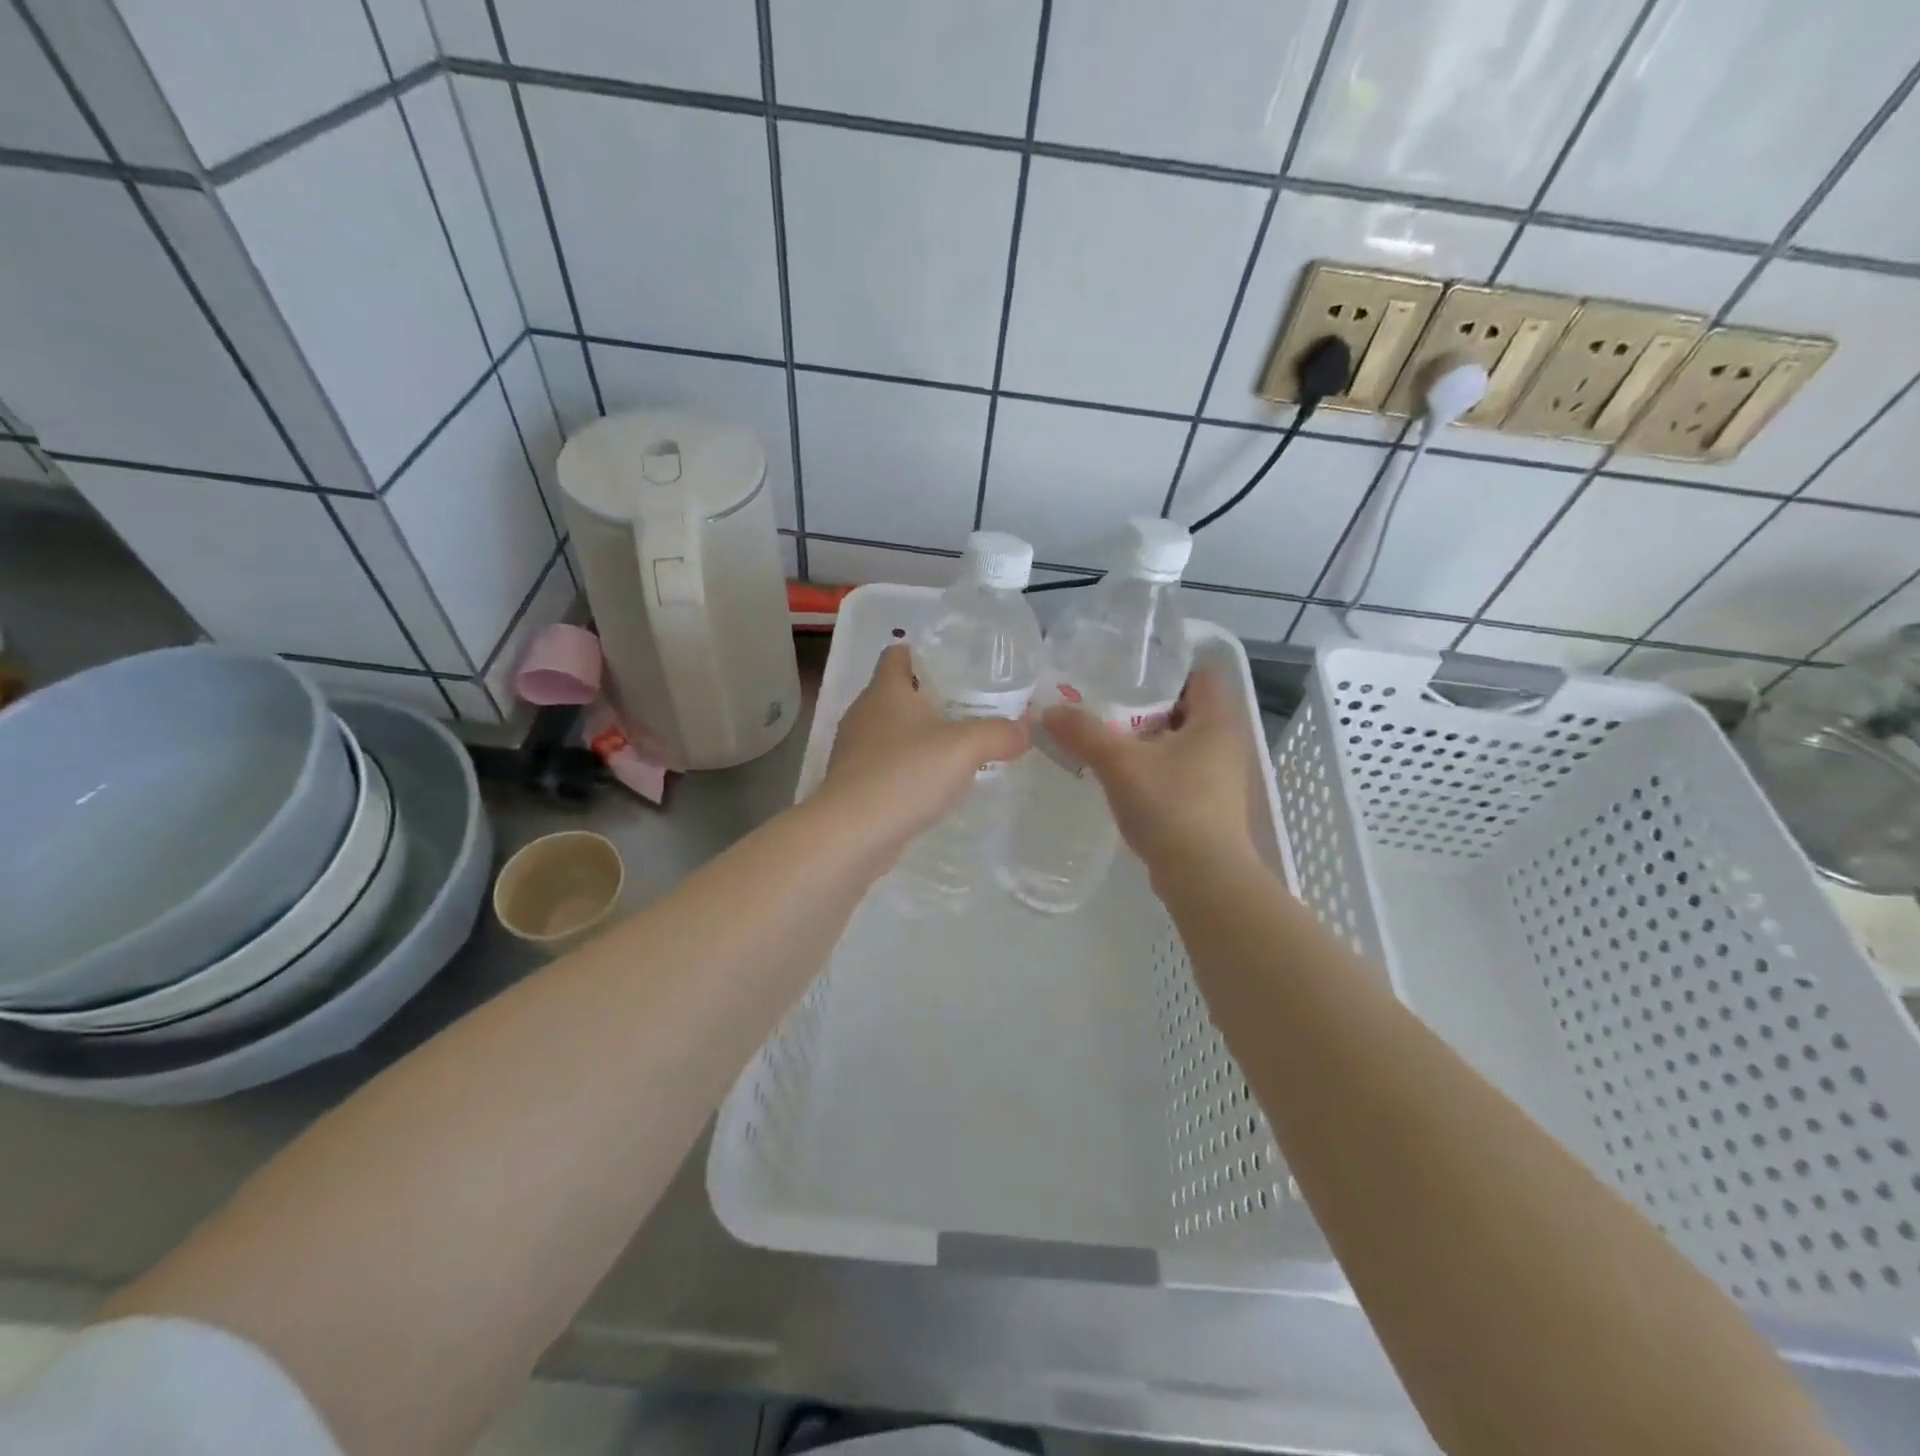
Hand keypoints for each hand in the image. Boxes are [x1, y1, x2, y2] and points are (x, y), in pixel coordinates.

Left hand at [811, 644, 1029, 861]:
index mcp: (885, 690)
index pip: (898, 653)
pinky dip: (911, 767)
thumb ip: (1000, 734)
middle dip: (934, 698)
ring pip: (894, 731)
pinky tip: (937, 784)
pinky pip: (888, 764)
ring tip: (961, 747)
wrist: (851, 834)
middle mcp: (864, 713)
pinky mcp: (855, 783)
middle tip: (974, 708)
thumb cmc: (905, 775)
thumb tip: (1025, 730)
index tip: (960, 667)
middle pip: (899, 693)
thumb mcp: (965, 748)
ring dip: (923, 736)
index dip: (926, 654)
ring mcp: (855, 750)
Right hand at [1042, 667, 1257, 878]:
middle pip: (1185, 707)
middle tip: (1103, 700)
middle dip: (1146, 704)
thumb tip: (1048, 710)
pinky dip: (1152, 766)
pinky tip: (1120, 775)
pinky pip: (1178, 770)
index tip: (1125, 670)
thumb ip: (1084, 733)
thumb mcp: (1119, 763)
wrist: (1203, 878)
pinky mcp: (1209, 803)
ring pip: (1179, 741)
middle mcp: (1225, 742)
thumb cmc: (1171, 806)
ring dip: (1146, 738)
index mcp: (1217, 720)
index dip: (1165, 667)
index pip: (1199, 674)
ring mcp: (1219, 776)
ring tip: (1104, 735)